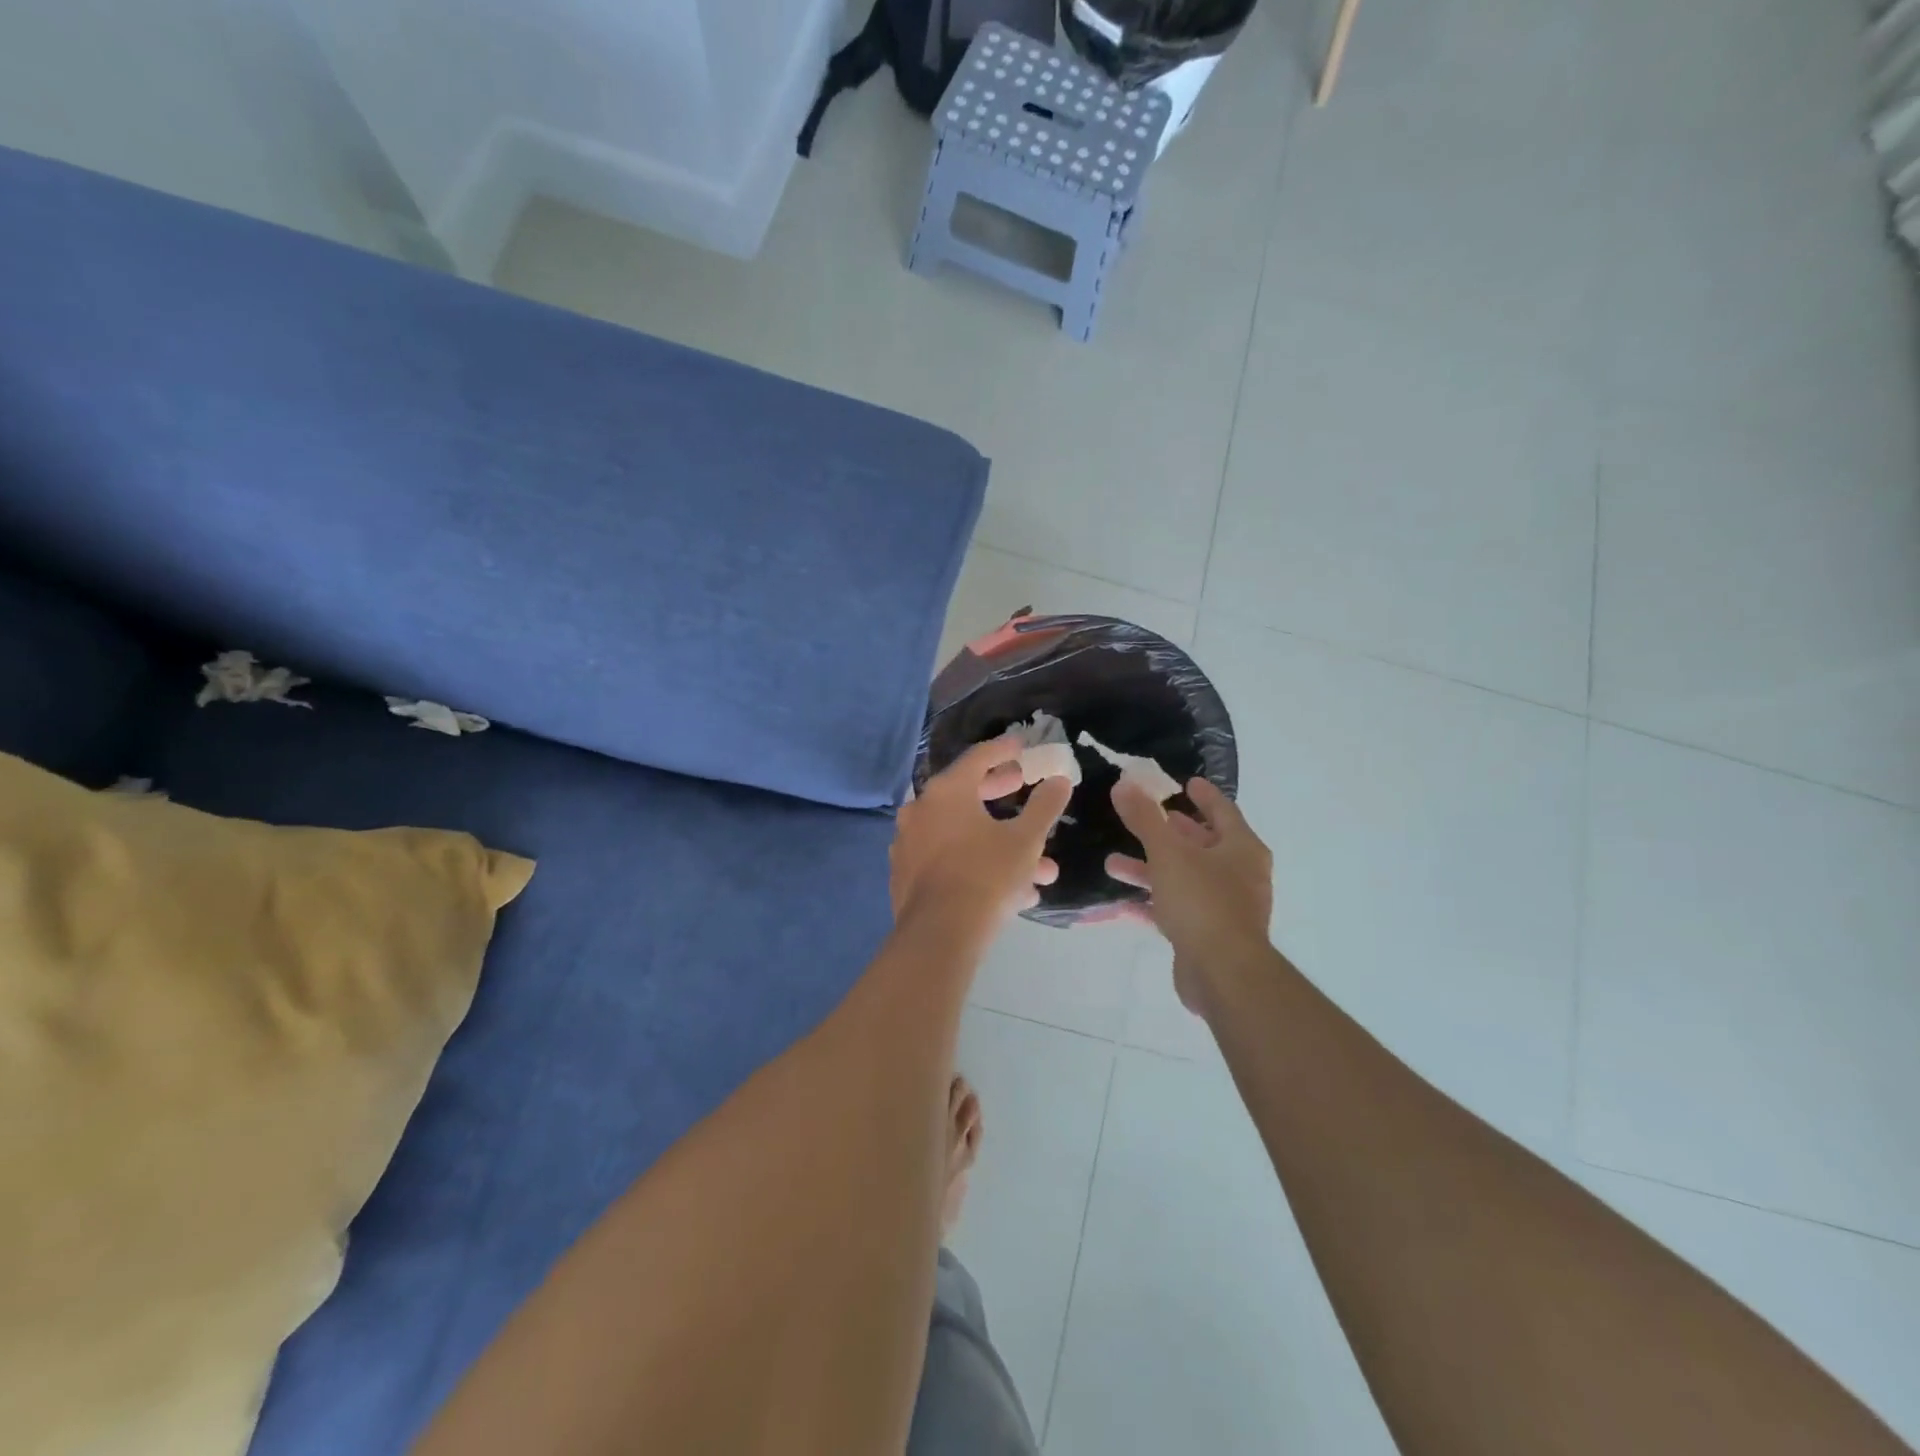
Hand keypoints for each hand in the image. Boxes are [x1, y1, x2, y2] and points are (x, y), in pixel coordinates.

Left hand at [891, 737, 1071, 938]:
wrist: (939, 935)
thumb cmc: (986, 876)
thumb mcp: (1026, 840)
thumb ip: (1044, 806)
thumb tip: (1060, 781)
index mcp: (946, 791)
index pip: (978, 758)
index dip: (1003, 750)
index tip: (1020, 745)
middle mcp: (920, 809)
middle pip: (965, 792)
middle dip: (1000, 793)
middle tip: (1022, 787)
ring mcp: (908, 843)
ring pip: (961, 833)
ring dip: (997, 842)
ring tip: (1039, 867)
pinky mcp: (905, 874)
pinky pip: (947, 858)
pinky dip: (975, 863)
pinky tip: (1010, 890)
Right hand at [1105, 778, 1272, 1016]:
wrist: (1223, 974)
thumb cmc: (1202, 902)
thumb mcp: (1168, 853)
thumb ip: (1145, 818)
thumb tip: (1124, 784)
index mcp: (1241, 849)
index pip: (1223, 810)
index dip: (1204, 795)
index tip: (1186, 782)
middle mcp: (1240, 875)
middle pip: (1202, 845)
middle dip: (1169, 833)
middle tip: (1145, 818)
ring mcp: (1225, 907)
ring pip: (1184, 878)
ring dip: (1150, 869)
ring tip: (1112, 863)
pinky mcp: (1208, 935)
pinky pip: (1177, 909)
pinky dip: (1153, 902)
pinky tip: (1123, 901)